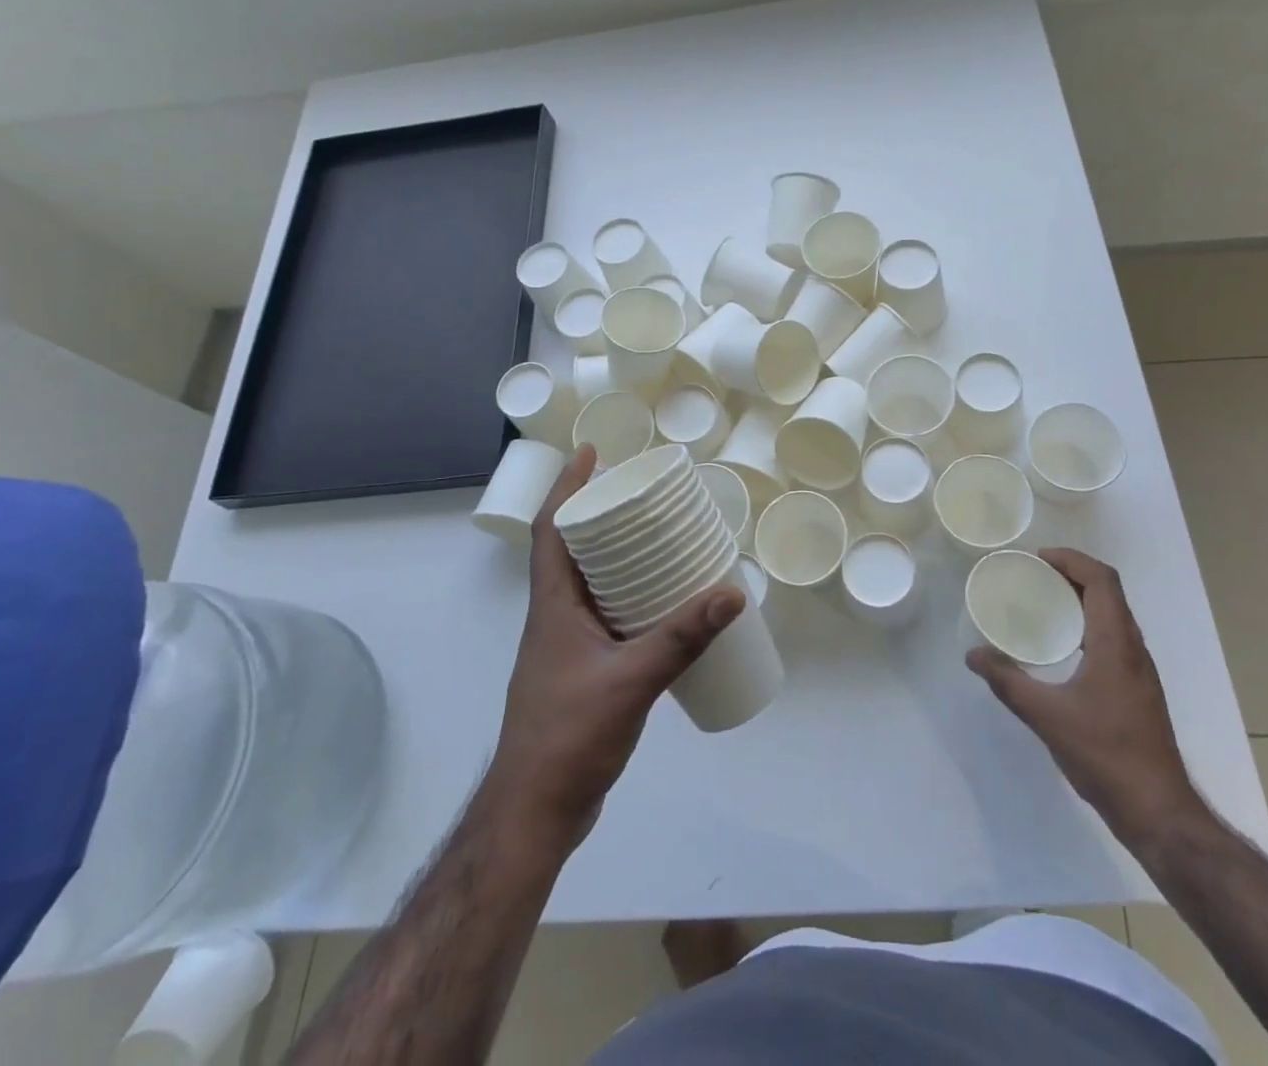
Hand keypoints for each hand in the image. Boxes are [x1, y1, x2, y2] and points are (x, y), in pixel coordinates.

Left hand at [488, 447, 744, 846]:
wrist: (534, 813)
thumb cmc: (569, 736)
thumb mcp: (631, 680)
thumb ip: (682, 638)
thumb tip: (733, 593)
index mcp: (553, 607)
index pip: (552, 531)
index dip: (567, 488)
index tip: (592, 453)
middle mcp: (555, 618)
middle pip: (571, 551)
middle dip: (600, 516)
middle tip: (640, 493)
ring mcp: (567, 648)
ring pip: (590, 585)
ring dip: (616, 557)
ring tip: (658, 539)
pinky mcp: (583, 673)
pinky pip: (607, 617)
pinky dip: (630, 599)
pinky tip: (665, 607)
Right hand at [967, 548, 1204, 852]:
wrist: (1158, 812)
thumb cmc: (1105, 755)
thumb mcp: (1046, 716)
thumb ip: (1007, 682)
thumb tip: (973, 656)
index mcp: (1116, 644)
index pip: (1102, 580)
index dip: (1072, 560)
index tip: (1037, 559)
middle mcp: (1133, 649)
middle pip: (1108, 593)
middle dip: (1072, 575)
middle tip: (1033, 576)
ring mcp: (1139, 671)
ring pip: (1113, 616)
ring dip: (1081, 600)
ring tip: (1043, 605)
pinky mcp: (1138, 691)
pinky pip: (1113, 639)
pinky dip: (1087, 626)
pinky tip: (1061, 649)